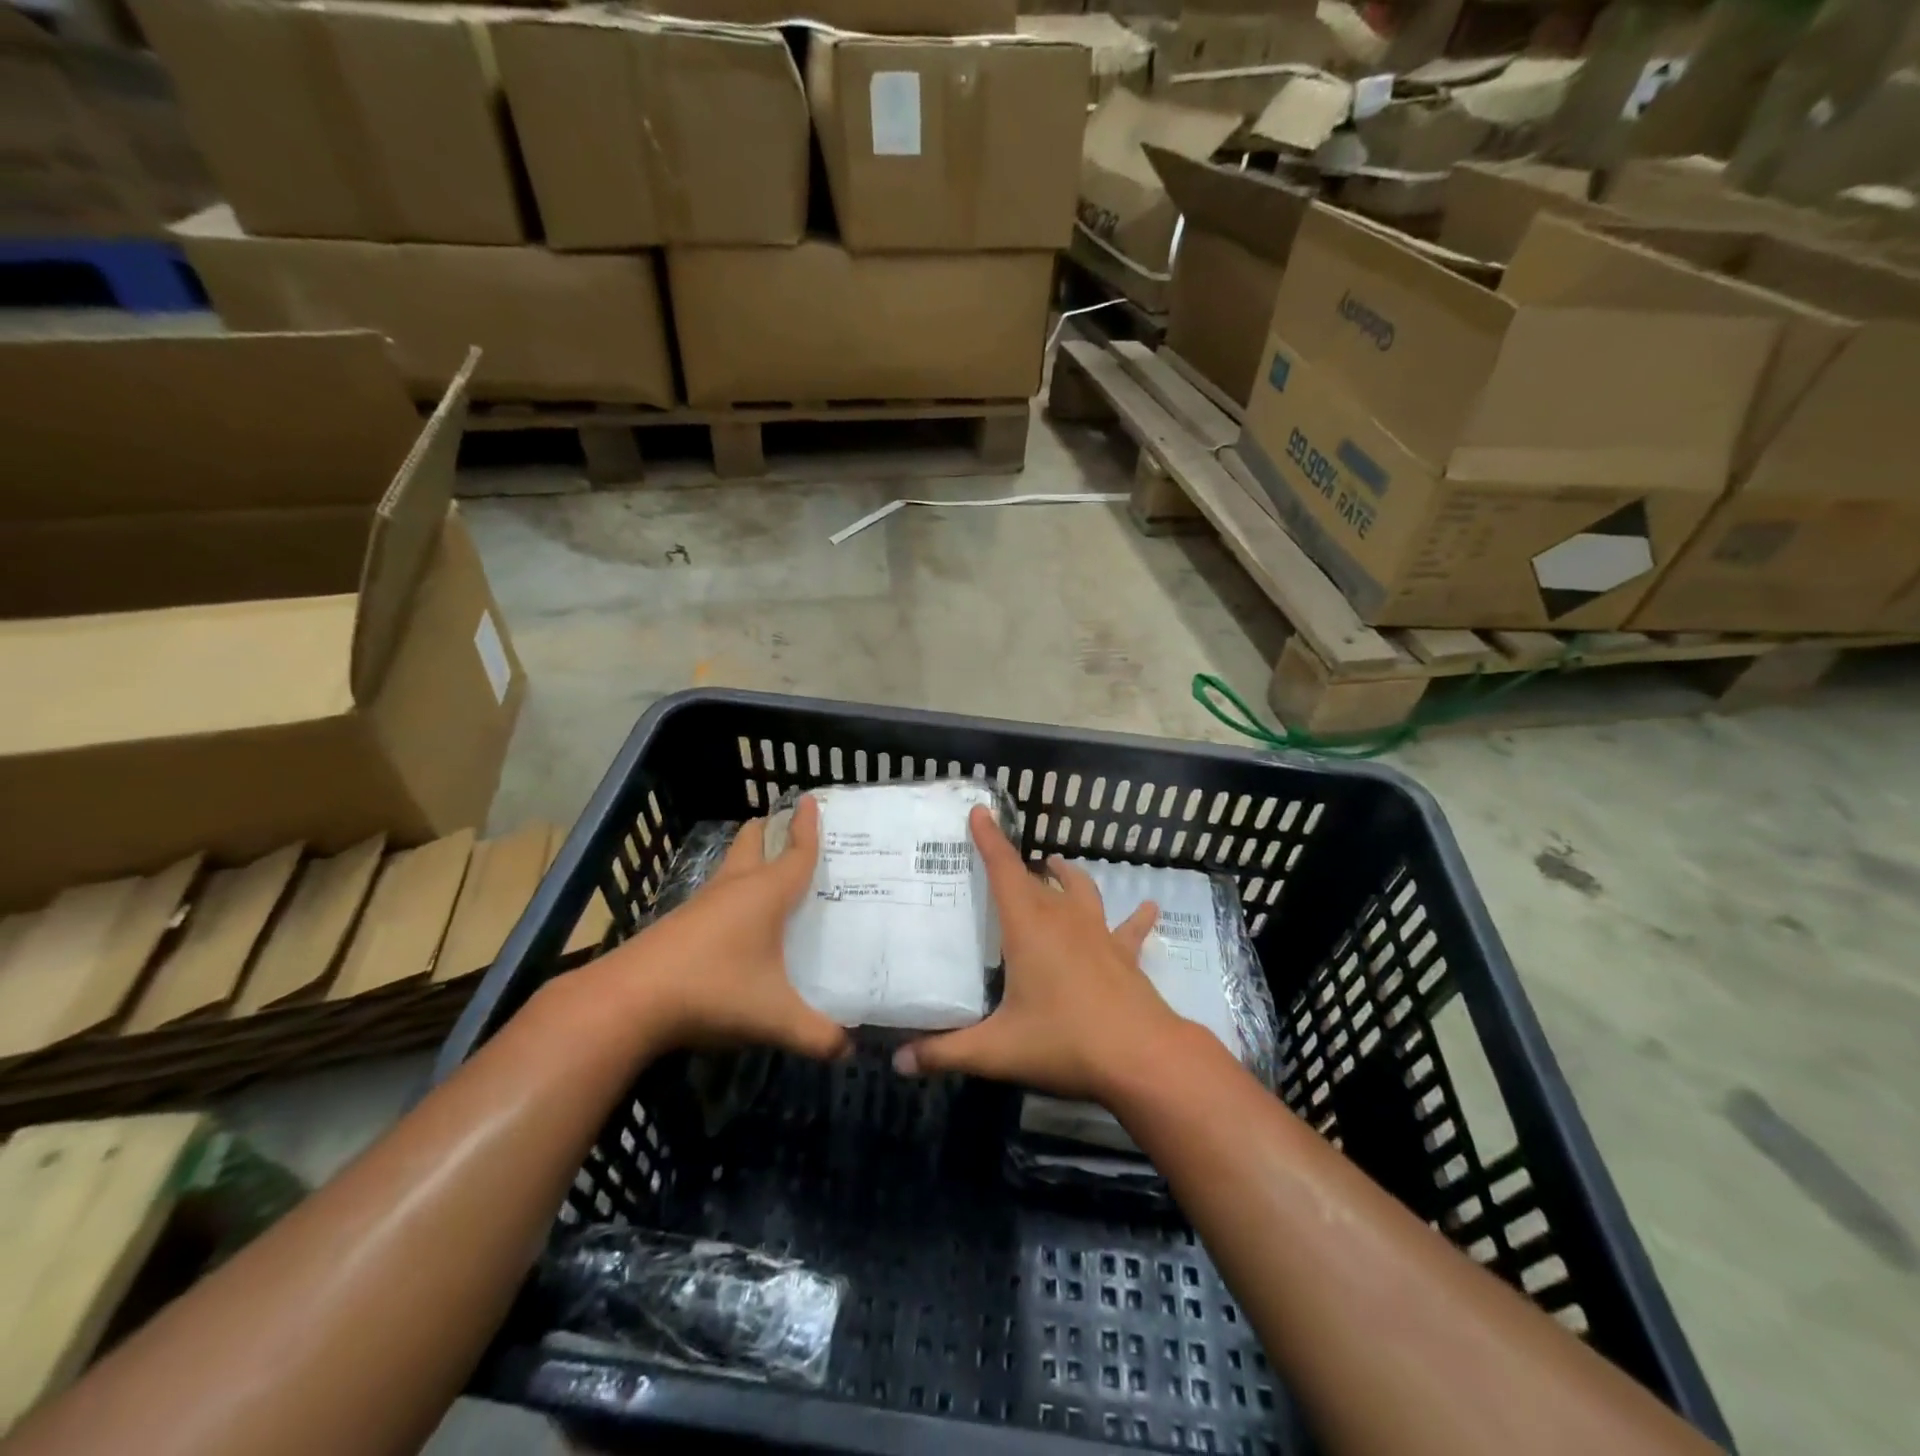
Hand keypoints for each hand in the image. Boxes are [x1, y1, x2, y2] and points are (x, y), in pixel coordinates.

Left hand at [601, 796, 848, 1060]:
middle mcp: (734, 888)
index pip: (796, 852)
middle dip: (771, 830)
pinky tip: (739, 922)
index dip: (808, 827)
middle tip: (789, 827)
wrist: (628, 1001)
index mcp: (765, 894)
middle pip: (753, 843)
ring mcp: (702, 904)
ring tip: (771, 874)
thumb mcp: (774, 1017)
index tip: (811, 798)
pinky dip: (733, 893)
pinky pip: (717, 895)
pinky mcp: (680, 925)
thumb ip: (817, 1035)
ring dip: (750, 860)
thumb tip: (849, 1051)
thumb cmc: (713, 991)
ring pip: (731, 867)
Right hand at [893, 806, 1187, 1102]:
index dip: (989, 840)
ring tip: (1054, 866)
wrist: (1142, 1057)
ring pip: (1081, 890)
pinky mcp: (1125, 954)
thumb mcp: (996, 1050)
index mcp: (1028, 927)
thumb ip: (944, 1052)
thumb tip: (898, 1060)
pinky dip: (1136, 917)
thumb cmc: (1064, 1042)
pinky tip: (1149, 906)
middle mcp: (1063, 919)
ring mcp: (1098, 933)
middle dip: (1015, 865)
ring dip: (1065, 876)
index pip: (1003, 871)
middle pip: (1036, 880)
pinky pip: (1129, 928)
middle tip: (997, 861)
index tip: (979, 812)